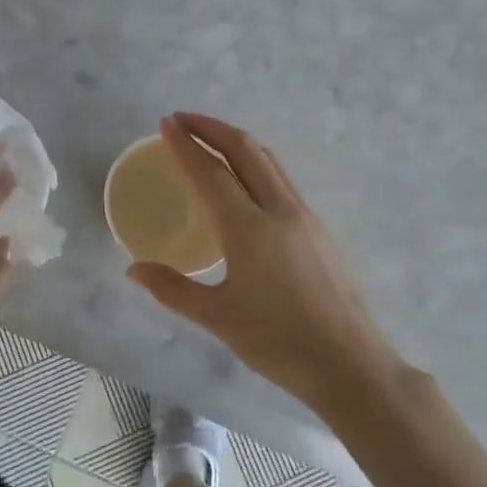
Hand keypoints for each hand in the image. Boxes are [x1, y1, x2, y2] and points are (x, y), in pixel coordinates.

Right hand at [127, 113, 398, 409]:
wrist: (352, 365)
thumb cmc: (279, 343)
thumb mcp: (218, 318)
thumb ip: (173, 289)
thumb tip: (134, 270)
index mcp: (249, 229)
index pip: (211, 173)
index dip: (185, 145)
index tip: (166, 124)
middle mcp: (279, 210)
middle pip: (244, 150)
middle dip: (211, 128)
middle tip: (182, 121)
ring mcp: (305, 217)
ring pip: (268, 161)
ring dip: (235, 141)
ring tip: (209, 140)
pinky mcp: (319, 229)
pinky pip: (281, 179)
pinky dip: (254, 163)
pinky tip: (244, 181)